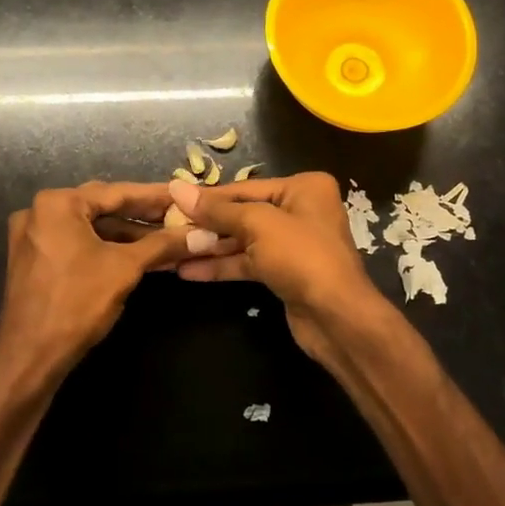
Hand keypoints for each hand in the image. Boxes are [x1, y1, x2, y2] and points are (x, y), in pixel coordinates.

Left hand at [0, 182, 204, 387]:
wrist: (29, 357)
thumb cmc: (77, 303)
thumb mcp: (125, 268)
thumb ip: (163, 244)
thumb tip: (202, 234)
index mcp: (58, 203)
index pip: (117, 192)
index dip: (155, 196)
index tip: (184, 195)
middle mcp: (40, 211)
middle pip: (103, 207)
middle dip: (143, 215)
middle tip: (178, 214)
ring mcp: (34, 237)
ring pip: (91, 228)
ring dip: (128, 235)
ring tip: (167, 240)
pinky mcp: (35, 260)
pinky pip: (78, 244)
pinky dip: (107, 248)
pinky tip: (139, 256)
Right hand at [168, 173, 396, 366]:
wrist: (336, 317)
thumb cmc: (301, 256)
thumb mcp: (257, 224)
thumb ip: (217, 209)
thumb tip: (177, 188)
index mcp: (303, 188)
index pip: (245, 188)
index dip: (208, 197)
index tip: (172, 199)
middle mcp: (301, 210)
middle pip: (244, 213)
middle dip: (207, 224)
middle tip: (168, 228)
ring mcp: (293, 244)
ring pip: (244, 240)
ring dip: (210, 247)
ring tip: (170, 251)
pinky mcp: (285, 272)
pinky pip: (248, 263)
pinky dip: (222, 266)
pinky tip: (188, 271)